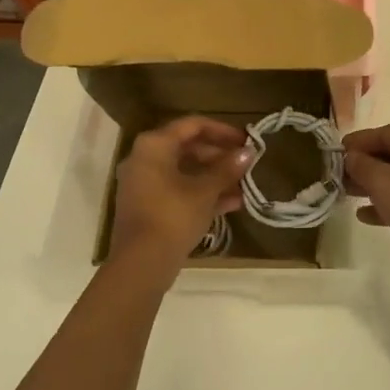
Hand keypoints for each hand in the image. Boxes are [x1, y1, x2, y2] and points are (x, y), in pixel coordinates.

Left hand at [109, 117, 254, 283]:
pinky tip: (231, 204)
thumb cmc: (173, 216)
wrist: (141, 264)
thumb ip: (227, 168)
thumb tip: (248, 152)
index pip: (193, 125)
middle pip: (188, 148)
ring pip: (184, 172)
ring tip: (243, 186)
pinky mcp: (147, 206)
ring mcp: (143, 184)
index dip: (222, 131)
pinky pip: (177, 190)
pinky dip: (201, 194)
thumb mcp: (205, 190)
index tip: (246, 140)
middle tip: (245, 164)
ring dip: (214, 177)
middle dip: (219, 156)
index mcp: (155, 145)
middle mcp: (144, 158)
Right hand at [343, 124, 389, 286]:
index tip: (334, 153)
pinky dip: (387, 204)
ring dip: (373, 185)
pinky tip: (366, 215)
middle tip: (338, 177)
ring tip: (347, 194)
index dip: (357, 142)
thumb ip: (362, 166)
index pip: (382, 133)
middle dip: (363, 165)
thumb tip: (351, 157)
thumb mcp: (382, 180)